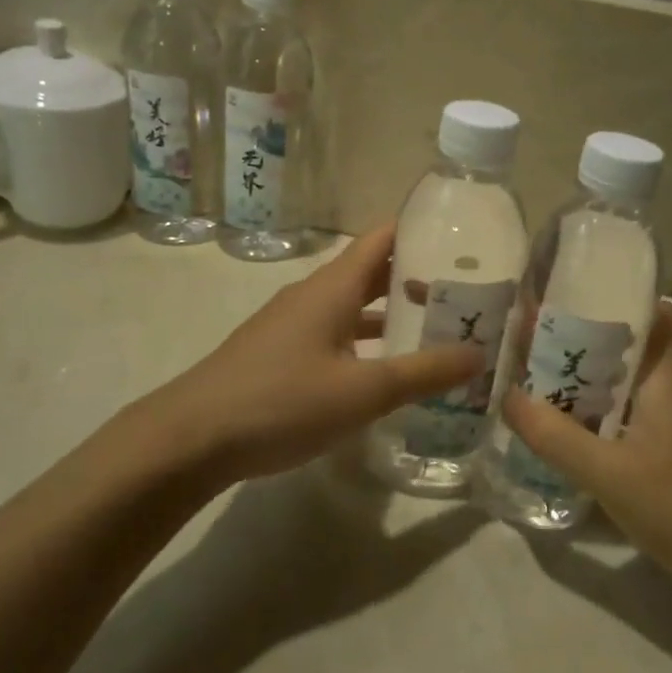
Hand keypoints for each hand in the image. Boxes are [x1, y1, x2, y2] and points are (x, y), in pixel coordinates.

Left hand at [149, 224, 483, 487]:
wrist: (192, 438)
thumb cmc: (282, 401)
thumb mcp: (363, 391)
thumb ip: (423, 372)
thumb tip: (479, 354)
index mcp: (333, 287)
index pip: (382, 238)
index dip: (421, 233)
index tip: (463, 244)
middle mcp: (313, 295)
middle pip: (371, 272)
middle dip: (416, 279)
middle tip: (464, 294)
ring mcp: (292, 325)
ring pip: (352, 306)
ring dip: (391, 314)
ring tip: (436, 330)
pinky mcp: (280, 354)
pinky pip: (335, 334)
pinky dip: (365, 342)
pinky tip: (384, 370)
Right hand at [502, 301, 671, 587]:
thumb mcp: (609, 474)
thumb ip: (556, 437)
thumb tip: (508, 396)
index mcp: (667, 379)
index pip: (653, 313)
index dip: (616, 294)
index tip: (568, 289)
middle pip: (630, 347)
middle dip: (584, 337)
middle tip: (532, 333)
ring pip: (626, 384)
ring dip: (588, 377)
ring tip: (538, 372)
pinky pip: (628, 414)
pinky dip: (598, 411)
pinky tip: (568, 425)